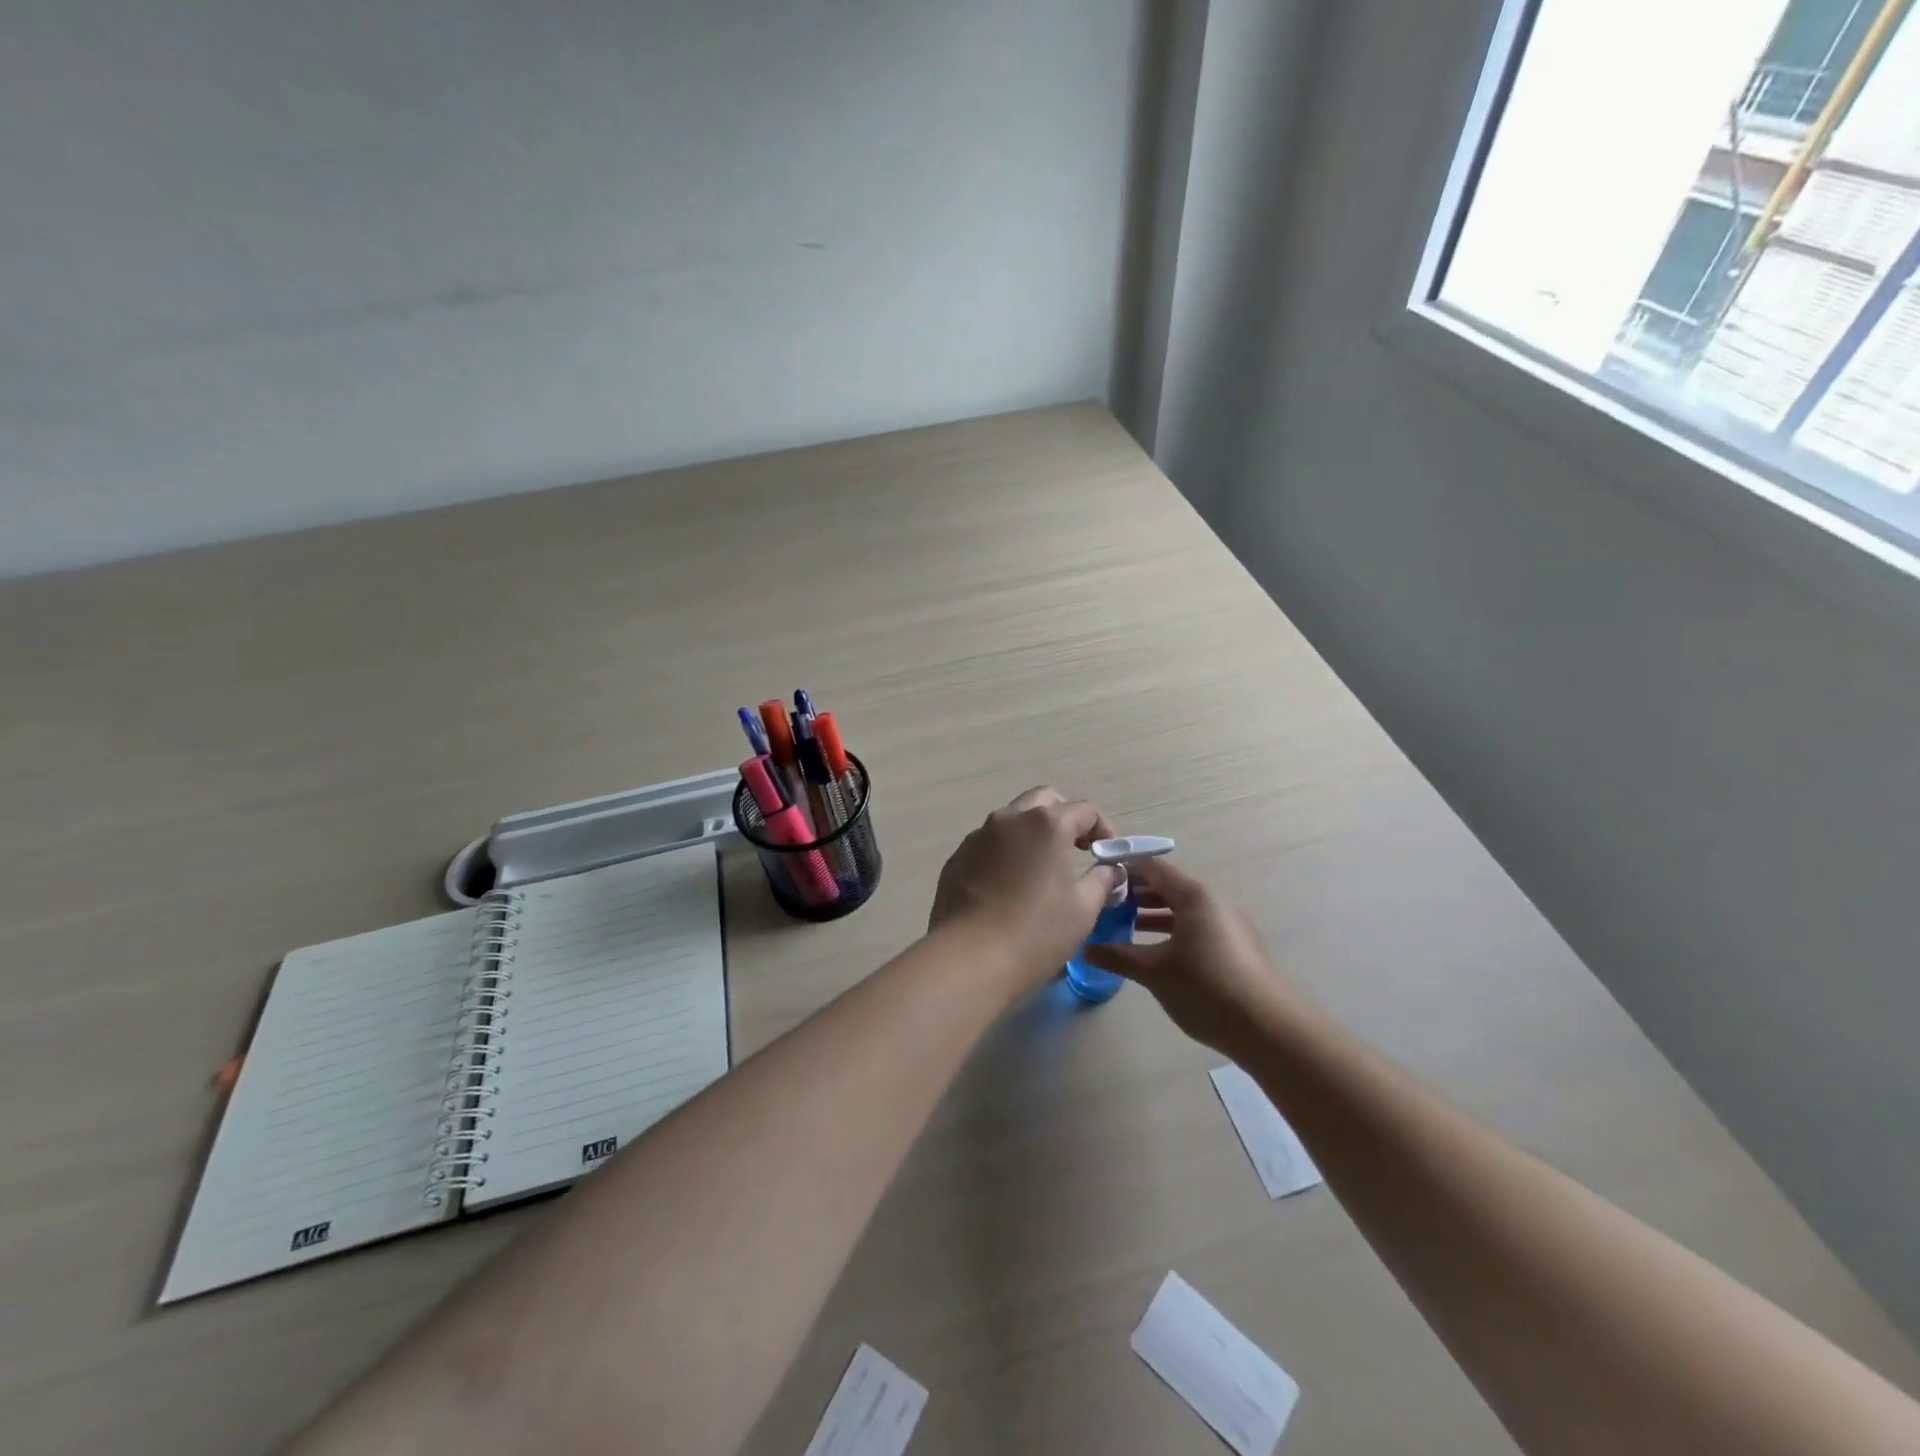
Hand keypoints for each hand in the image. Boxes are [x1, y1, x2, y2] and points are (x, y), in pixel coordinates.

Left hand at [929, 787, 1120, 987]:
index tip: (1106, 853)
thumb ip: (1102, 881)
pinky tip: (1008, 886)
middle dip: (1064, 817)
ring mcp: (978, 836)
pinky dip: (1005, 852)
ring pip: (1012, 819)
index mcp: (1046, 824)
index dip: (1102, 828)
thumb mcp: (1084, 910)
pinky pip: (988, 843)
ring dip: (1031, 833)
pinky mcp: (957, 857)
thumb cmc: (1036, 932)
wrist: (969, 958)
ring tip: (1040, 869)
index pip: (1084, 809)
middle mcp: (1010, 819)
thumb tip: (1110, 870)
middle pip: (1044, 800)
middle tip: (1076, 848)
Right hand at [1082, 857, 1295, 1058]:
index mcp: (1193, 895)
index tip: (1096, 879)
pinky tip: (1154, 953)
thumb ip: (1118, 956)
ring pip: (1181, 909)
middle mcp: (1212, 902)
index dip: (1122, 869)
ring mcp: (1227, 924)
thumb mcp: (1154, 972)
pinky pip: (1195, 927)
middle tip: (1103, 905)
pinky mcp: (1235, 947)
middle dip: (1134, 894)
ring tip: (1122, 927)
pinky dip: (1171, 931)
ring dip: (1152, 914)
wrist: (1269, 1029)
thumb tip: (1085, 948)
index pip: (1151, 867)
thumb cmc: (1206, 988)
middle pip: (1167, 886)